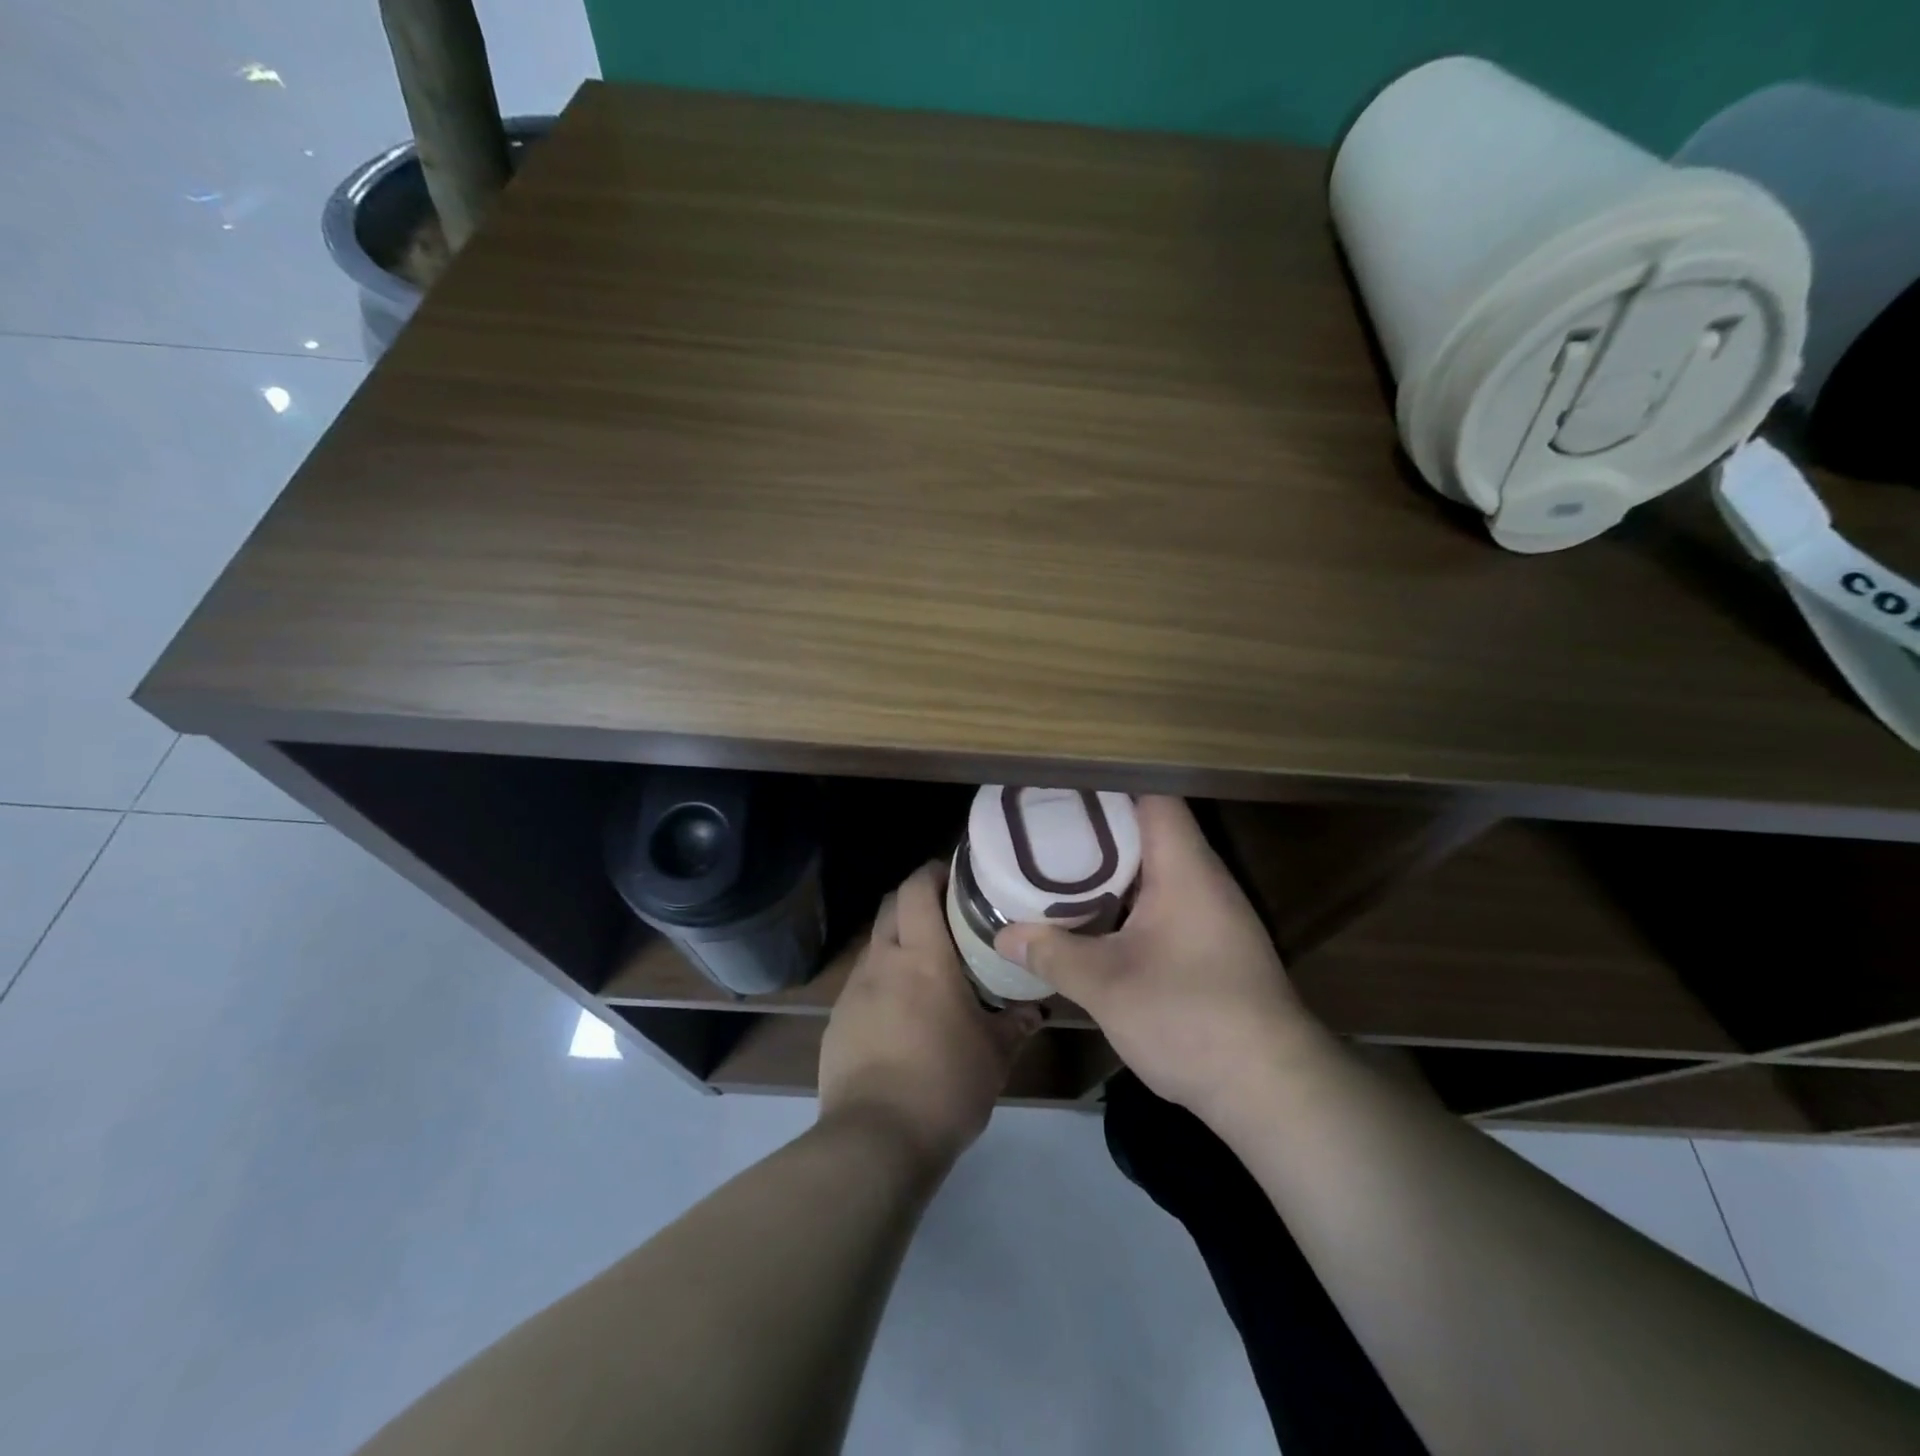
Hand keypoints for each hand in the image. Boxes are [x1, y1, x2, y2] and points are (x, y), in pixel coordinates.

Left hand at [819, 862, 1043, 1172]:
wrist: (876, 1140)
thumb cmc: (945, 1086)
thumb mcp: (994, 1056)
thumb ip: (1016, 1023)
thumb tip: (1036, 1008)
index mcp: (922, 957)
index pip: (917, 889)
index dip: (933, 873)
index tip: (956, 876)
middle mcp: (883, 962)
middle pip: (890, 906)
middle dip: (915, 900)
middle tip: (947, 916)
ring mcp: (854, 991)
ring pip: (875, 945)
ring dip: (898, 942)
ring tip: (927, 967)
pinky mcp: (837, 1021)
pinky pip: (862, 983)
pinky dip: (882, 981)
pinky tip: (901, 1013)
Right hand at [995, 796, 1311, 1117]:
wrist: (1272, 1088)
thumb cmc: (1188, 1017)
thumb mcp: (1106, 986)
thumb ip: (1052, 954)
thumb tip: (1003, 935)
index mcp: (1184, 868)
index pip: (1152, 797)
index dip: (1107, 786)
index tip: (1061, 789)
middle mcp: (1204, 879)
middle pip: (1151, 829)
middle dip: (1099, 826)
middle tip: (1045, 827)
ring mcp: (1214, 913)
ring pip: (1158, 868)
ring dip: (1114, 866)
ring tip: (1060, 864)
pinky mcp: (1214, 944)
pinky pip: (1166, 900)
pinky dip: (1130, 898)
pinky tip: (1097, 917)